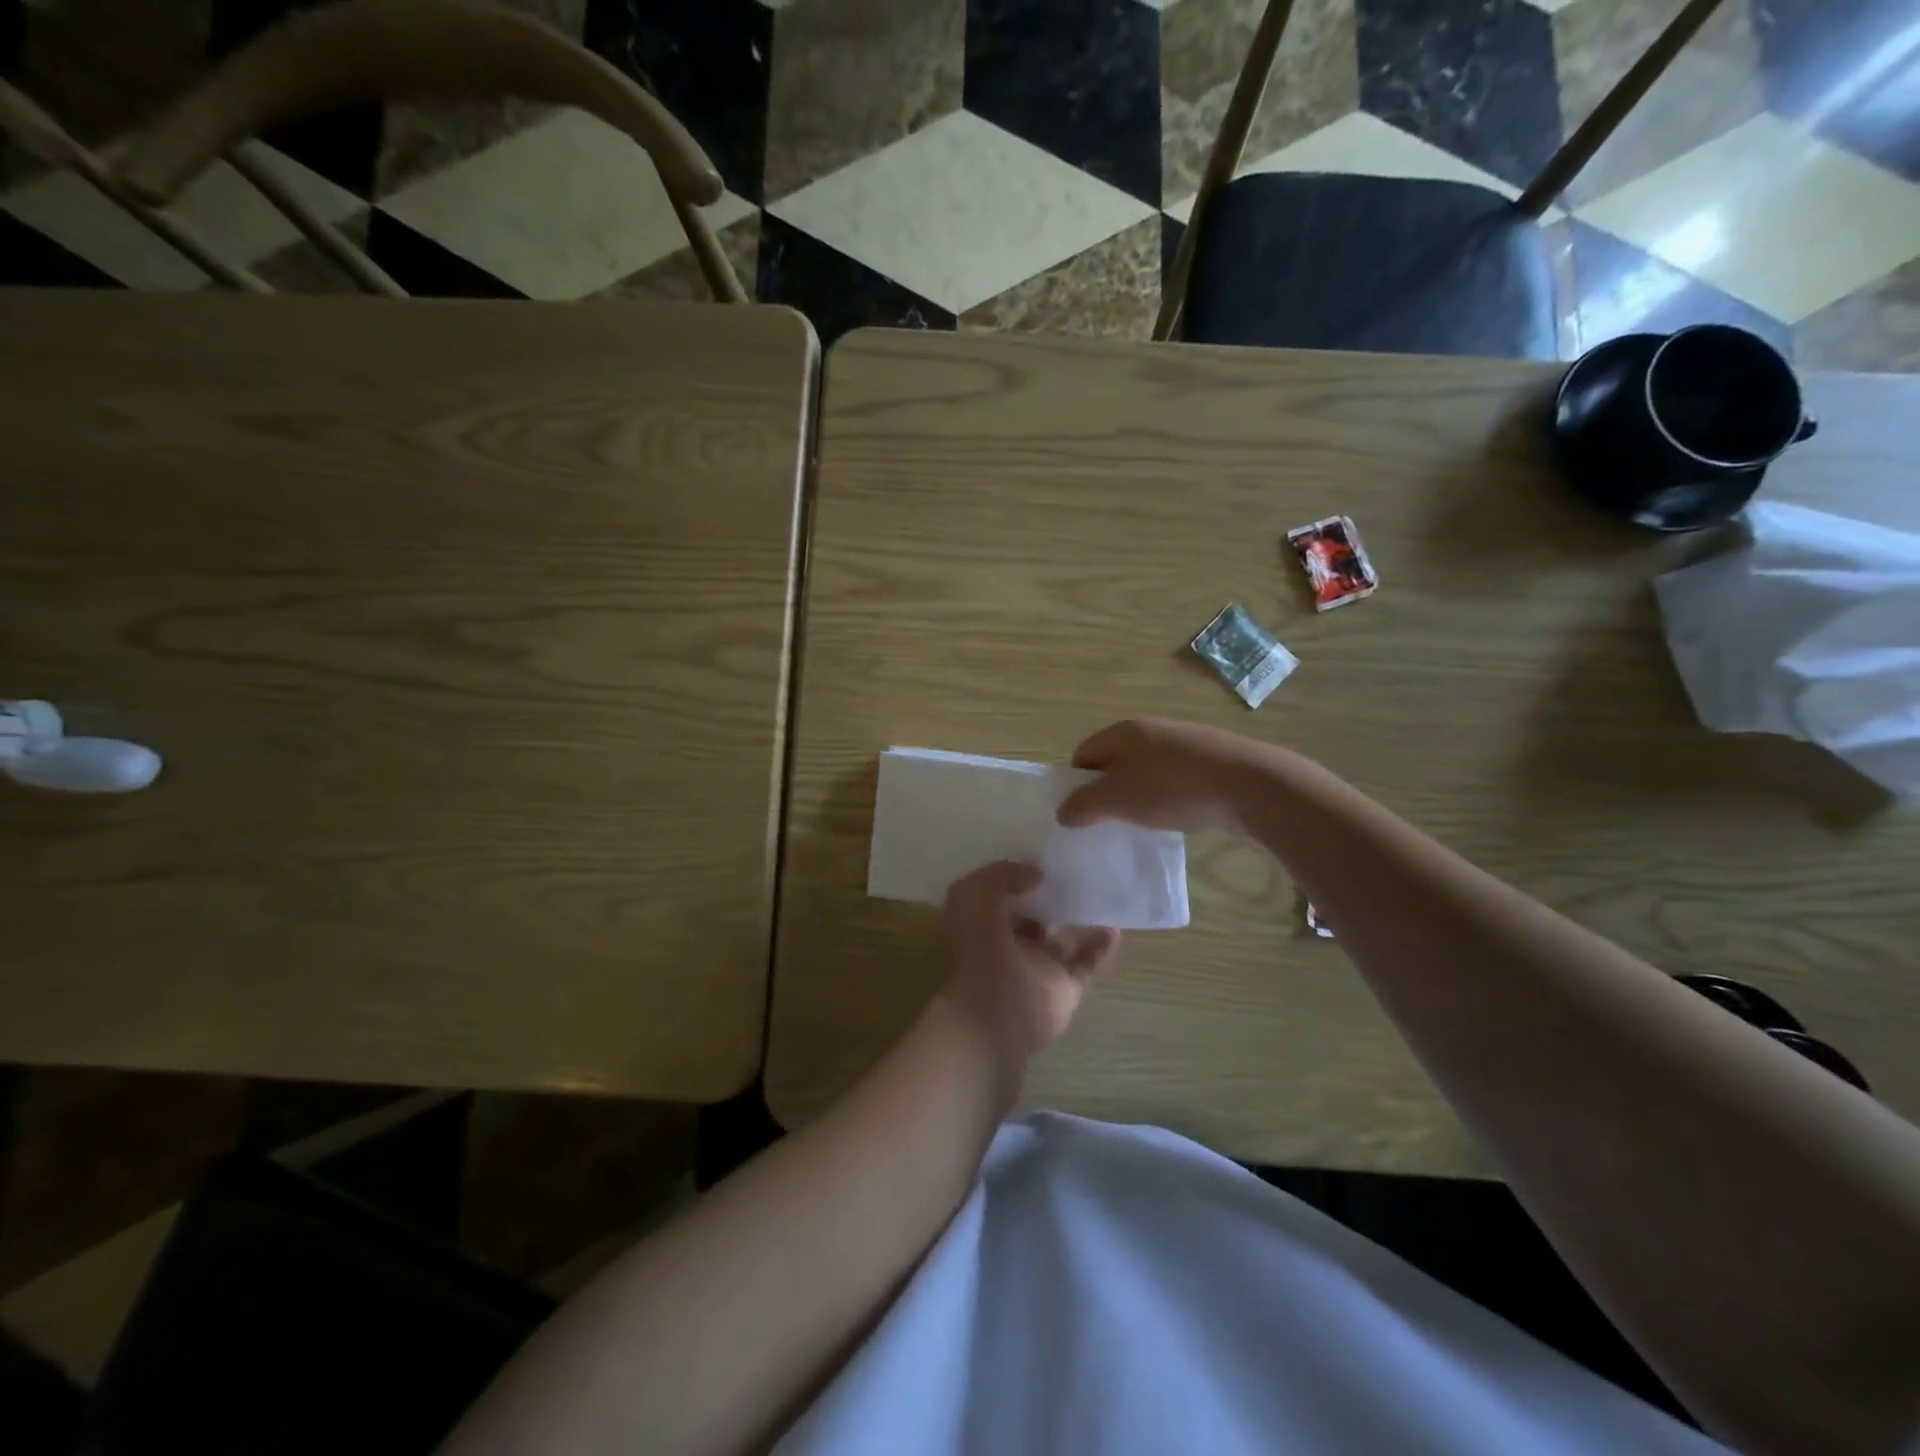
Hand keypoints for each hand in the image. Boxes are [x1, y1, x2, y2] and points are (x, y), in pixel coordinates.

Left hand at [937, 862, 1120, 1067]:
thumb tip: (1035, 874)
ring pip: (1063, 937)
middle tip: (1080, 869)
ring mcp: (1039, 967)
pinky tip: (1115, 927)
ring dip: (1081, 918)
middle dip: (1053, 895)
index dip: (1019, 874)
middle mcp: (1009, 944)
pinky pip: (1087, 963)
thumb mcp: (973, 896)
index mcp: (982, 923)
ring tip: (1104, 893)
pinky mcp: (1065, 988)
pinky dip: (1102, 947)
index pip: (1001, 892)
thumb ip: (1001, 876)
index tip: (1045, 856)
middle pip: (1035, 914)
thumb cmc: (979, 953)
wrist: (995, 1018)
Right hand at [1056, 718, 1253, 832]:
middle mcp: (1151, 729)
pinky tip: (1178, 816)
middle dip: (1109, 791)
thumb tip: (1063, 812)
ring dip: (1140, 795)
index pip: (1083, 754)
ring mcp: (1184, 742)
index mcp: (1123, 731)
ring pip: (1146, 770)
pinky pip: (1175, 778)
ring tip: (1146, 823)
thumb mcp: (1117, 800)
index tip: (1084, 814)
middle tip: (1111, 822)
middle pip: (1115, 761)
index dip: (1076, 784)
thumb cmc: (1172, 788)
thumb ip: (1083, 806)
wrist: (1248, 785)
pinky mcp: (1210, 759)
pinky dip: (1169, 796)